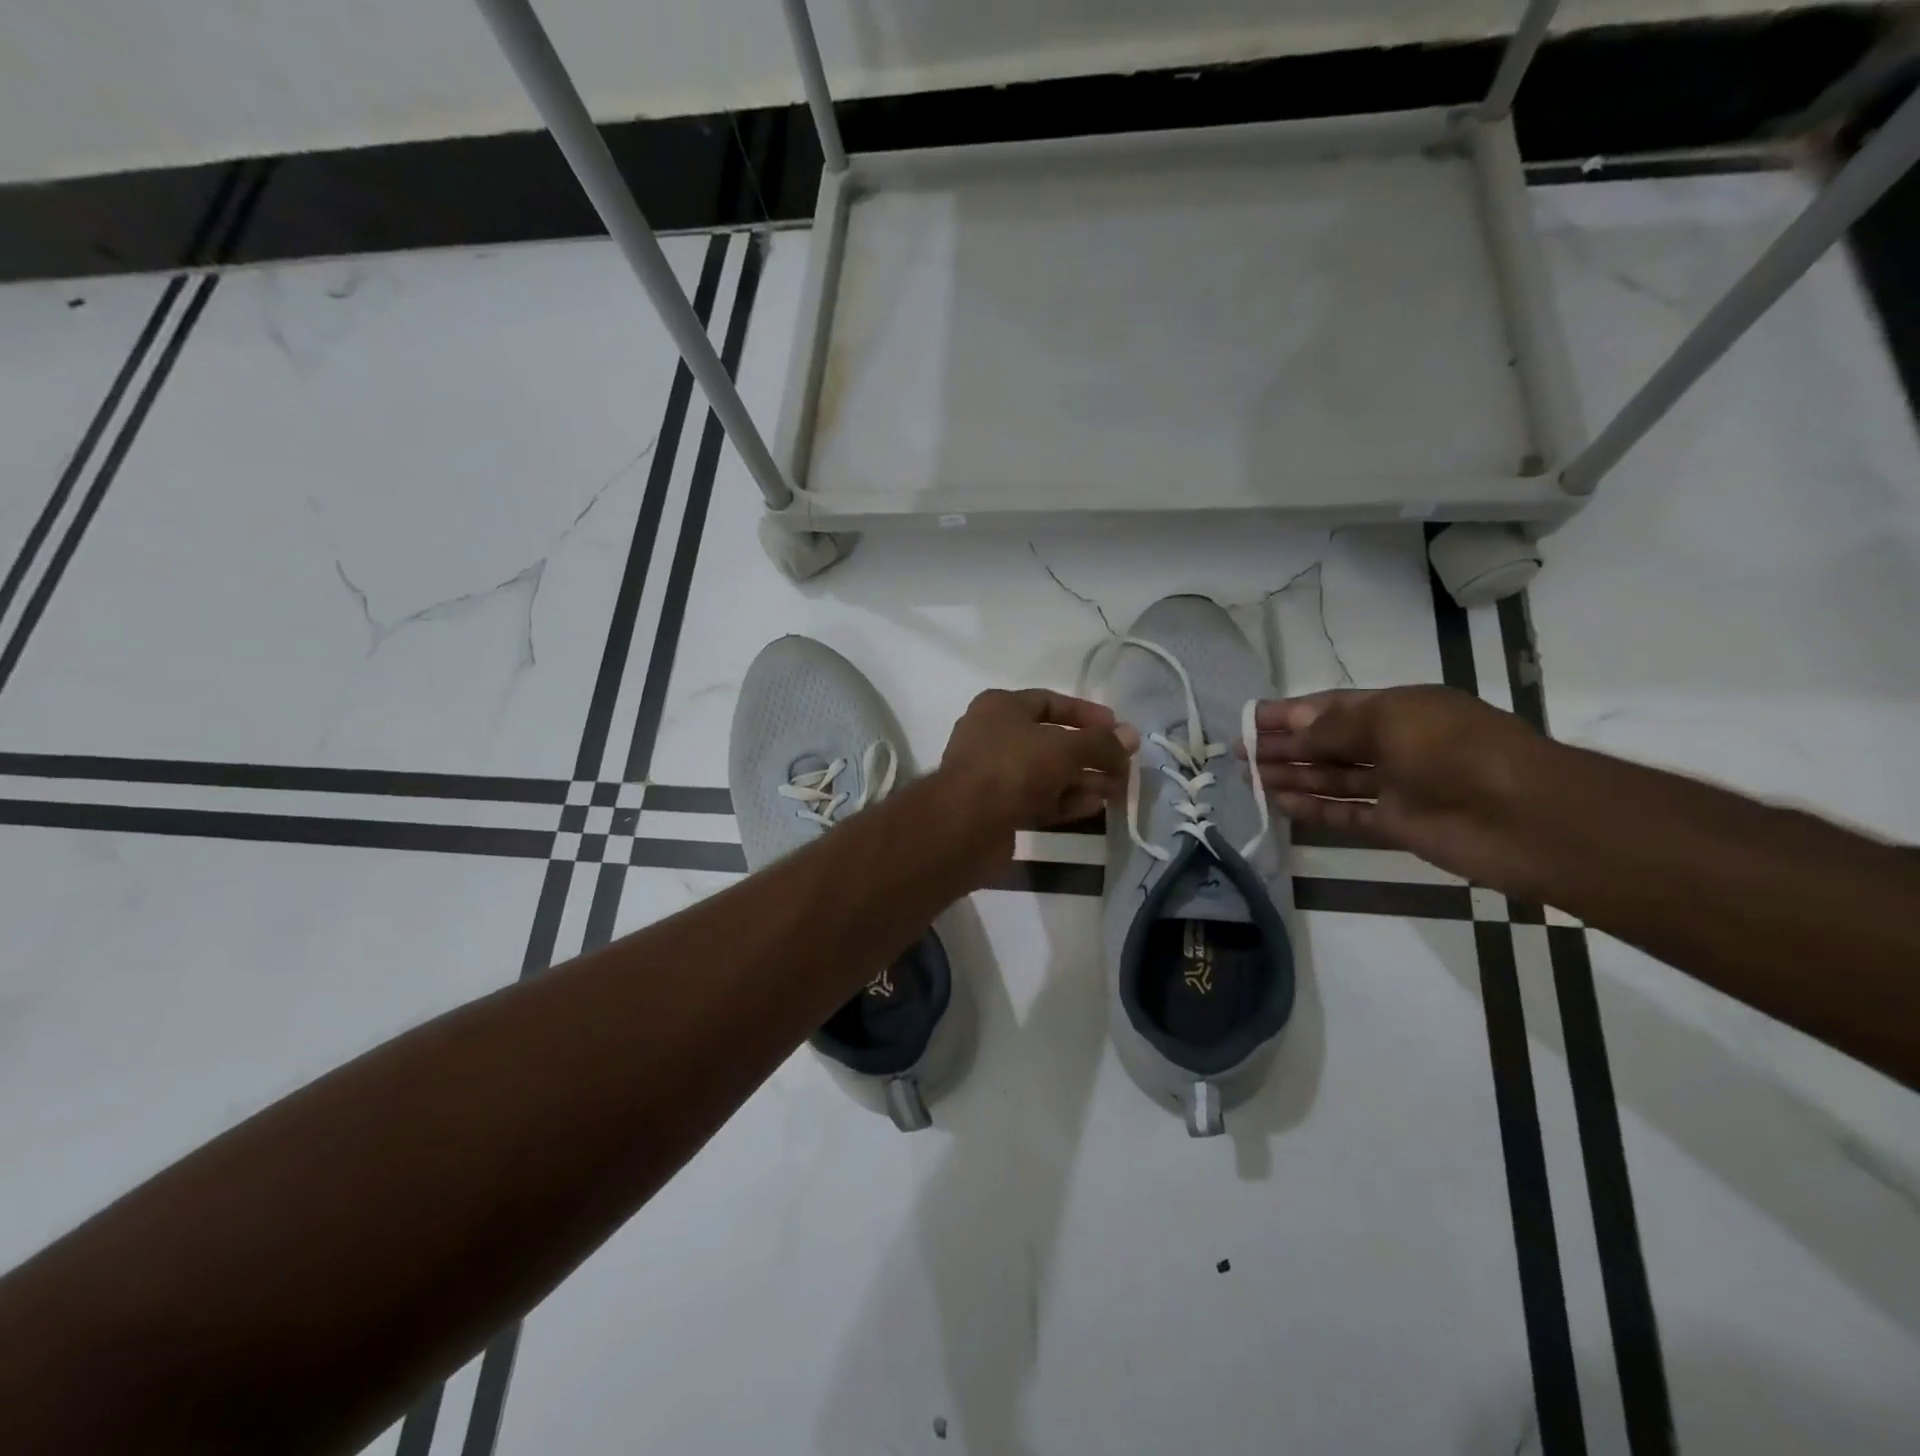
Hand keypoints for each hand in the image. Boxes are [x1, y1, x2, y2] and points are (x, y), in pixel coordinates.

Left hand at [939, 689, 1137, 839]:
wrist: (964, 825)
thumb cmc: (1013, 768)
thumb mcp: (1064, 748)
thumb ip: (1101, 743)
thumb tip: (1132, 736)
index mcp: (1000, 707)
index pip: (1050, 702)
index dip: (1086, 714)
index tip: (1118, 729)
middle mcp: (993, 736)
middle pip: (1051, 741)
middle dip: (1090, 754)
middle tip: (1124, 767)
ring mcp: (992, 774)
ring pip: (1046, 773)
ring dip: (1082, 780)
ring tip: (1117, 790)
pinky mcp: (996, 809)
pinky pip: (1037, 799)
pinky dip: (1065, 801)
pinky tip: (1094, 807)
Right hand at [1242, 686, 1543, 887]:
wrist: (1525, 817)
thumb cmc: (1456, 751)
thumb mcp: (1390, 722)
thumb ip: (1334, 728)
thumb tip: (1293, 729)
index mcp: (1397, 709)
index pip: (1330, 707)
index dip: (1288, 713)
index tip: (1249, 719)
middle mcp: (1394, 744)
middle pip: (1327, 742)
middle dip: (1284, 745)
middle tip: (1239, 752)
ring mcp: (1396, 785)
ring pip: (1332, 777)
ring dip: (1292, 776)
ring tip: (1249, 778)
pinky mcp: (1397, 824)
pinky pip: (1346, 813)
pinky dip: (1314, 809)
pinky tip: (1280, 804)